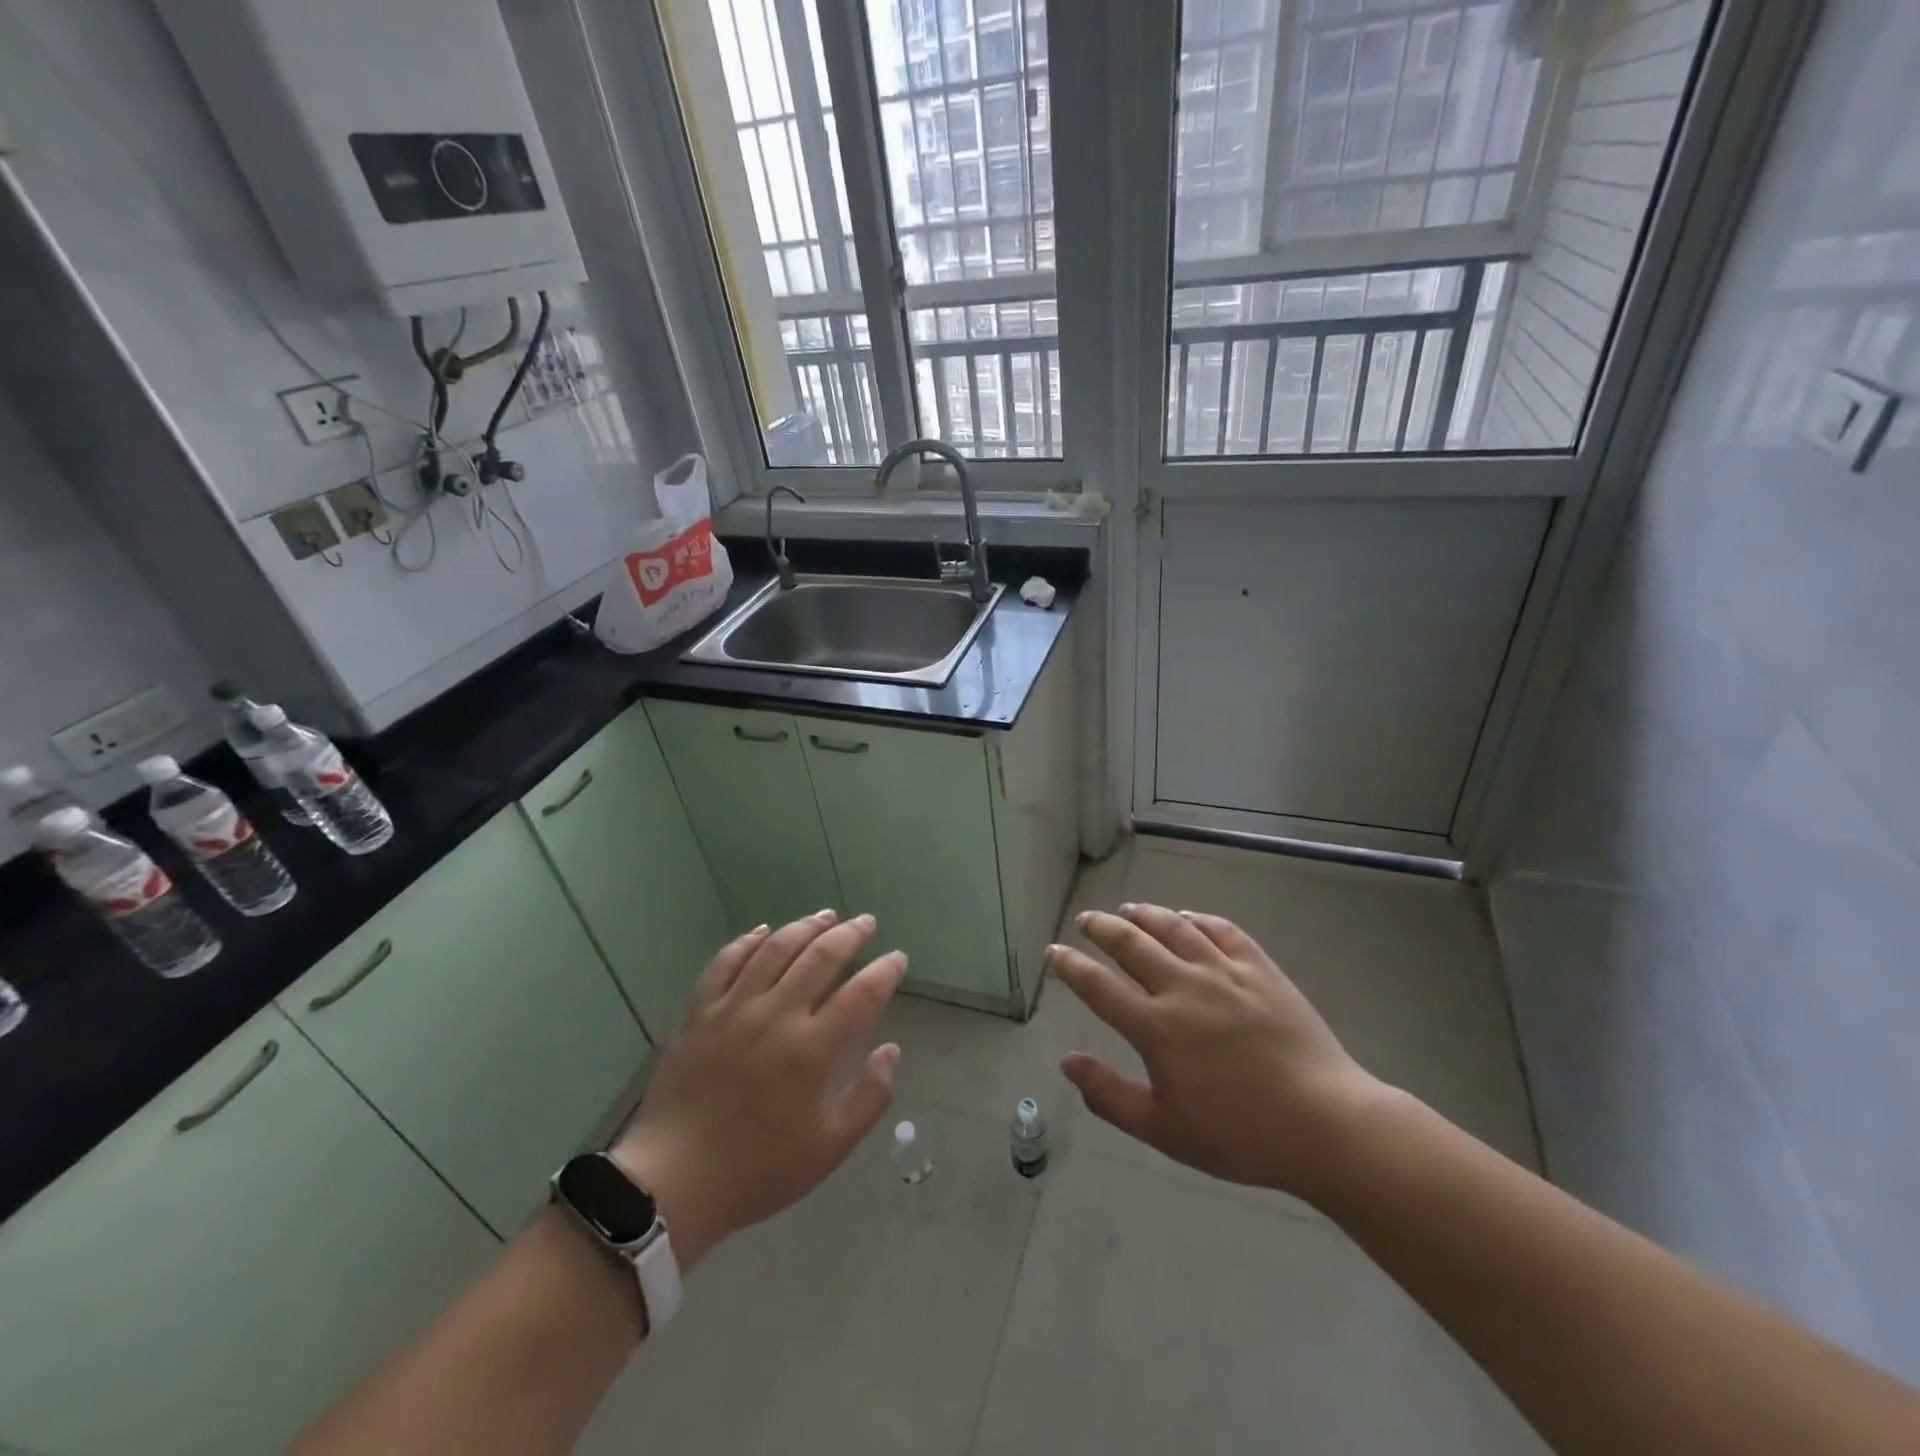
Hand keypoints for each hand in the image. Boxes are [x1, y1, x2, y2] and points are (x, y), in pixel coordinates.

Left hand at [612, 911, 905, 1269]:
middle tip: (866, 922)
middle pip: (820, 957)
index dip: (885, 972)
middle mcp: (775, 1017)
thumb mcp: (829, 1149)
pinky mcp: (698, 1012)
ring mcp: (733, 1009)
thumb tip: (891, 1050)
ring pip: (775, 949)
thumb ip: (870, 1097)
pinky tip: (764, 931)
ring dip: (805, 927)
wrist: (672, 1184)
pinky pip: (725, 962)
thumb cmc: (758, 1171)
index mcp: (811, 1050)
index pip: (861, 995)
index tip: (898, 958)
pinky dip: (747, 941)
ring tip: (825, 916)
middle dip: (850, 935)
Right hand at [1048, 903, 1382, 1201]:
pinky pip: (1221, 930)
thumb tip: (1066, 1062)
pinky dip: (1197, 918)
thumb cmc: (1241, 1135)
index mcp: (1157, 1028)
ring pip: (1174, 927)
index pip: (1099, 986)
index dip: (1070, 966)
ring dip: (1144, 914)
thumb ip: (1109, 1095)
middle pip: (1131, 944)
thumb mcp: (1164, 1131)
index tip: (1054, 952)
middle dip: (1101, 928)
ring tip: (1128, 909)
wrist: (1326, 1125)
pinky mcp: (1260, 969)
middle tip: (1085, 921)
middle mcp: (1184, 988)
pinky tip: (1188, 919)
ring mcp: (1225, 973)